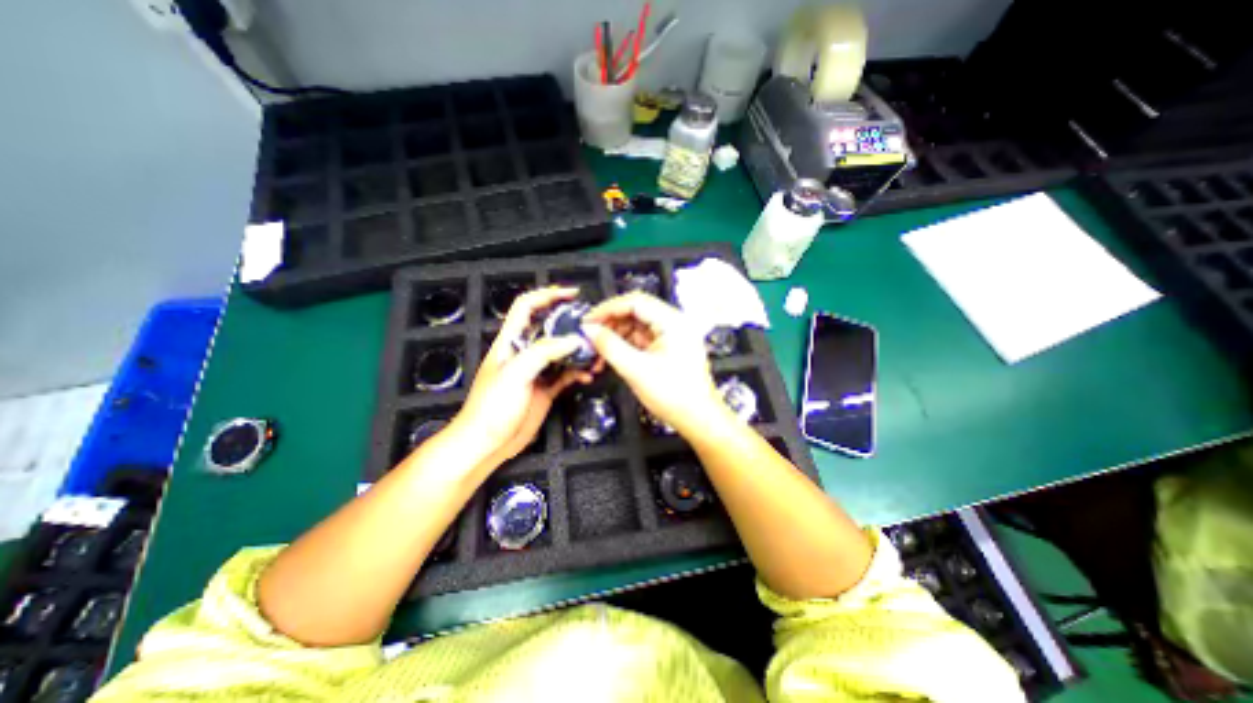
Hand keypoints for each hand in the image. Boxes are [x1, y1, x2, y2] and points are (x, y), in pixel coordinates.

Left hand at [452, 286, 594, 460]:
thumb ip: (543, 352)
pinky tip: (588, 377)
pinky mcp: (546, 389)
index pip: (527, 307)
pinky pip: (566, 374)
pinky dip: (579, 372)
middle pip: (550, 327)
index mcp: (511, 341)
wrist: (487, 444)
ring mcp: (537, 371)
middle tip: (593, 327)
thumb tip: (574, 339)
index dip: (547, 295)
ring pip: (562, 351)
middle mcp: (525, 352)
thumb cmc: (493, 406)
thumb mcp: (515, 374)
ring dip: (579, 351)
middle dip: (571, 324)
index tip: (572, 293)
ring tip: (596, 355)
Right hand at [581, 289, 720, 434]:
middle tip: (590, 336)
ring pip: (636, 326)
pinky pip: (641, 339)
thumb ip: (609, 346)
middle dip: (610, 323)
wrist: (697, 419)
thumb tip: (590, 331)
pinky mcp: (667, 348)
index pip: (635, 302)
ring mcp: (671, 336)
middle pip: (635, 312)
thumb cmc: (675, 396)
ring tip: (597, 351)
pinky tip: (610, 356)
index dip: (608, 309)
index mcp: (673, 323)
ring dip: (615, 336)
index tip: (589, 321)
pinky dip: (624, 346)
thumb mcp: (636, 370)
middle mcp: (674, 324)